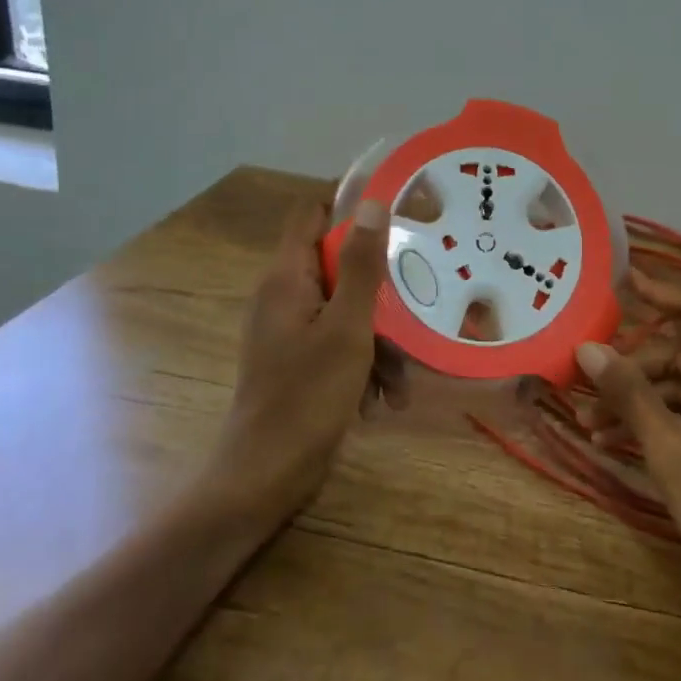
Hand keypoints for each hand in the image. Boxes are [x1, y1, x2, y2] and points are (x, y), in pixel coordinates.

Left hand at [209, 198, 392, 518]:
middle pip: (338, 265)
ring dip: (378, 339)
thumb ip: (361, 265)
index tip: (396, 214)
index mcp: (286, 277)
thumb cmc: (307, 396)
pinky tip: (382, 400)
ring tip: (400, 380)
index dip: (349, 206)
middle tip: (416, 303)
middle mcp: (284, 295)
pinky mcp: (298, 361)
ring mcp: (290, 330)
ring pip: (345, 309)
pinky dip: (363, 364)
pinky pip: (338, 343)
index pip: (312, 214)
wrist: (264, 477)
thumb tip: (371, 203)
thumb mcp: (347, 327)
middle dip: (379, 292)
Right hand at [576, 270, 680, 680]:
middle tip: (588, 383)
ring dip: (645, 400)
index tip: (622, 280)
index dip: (660, 290)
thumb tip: (587, 348)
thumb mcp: (669, 449)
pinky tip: (621, 440)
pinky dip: (669, 421)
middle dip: (636, 369)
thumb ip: (628, 392)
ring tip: (592, 422)